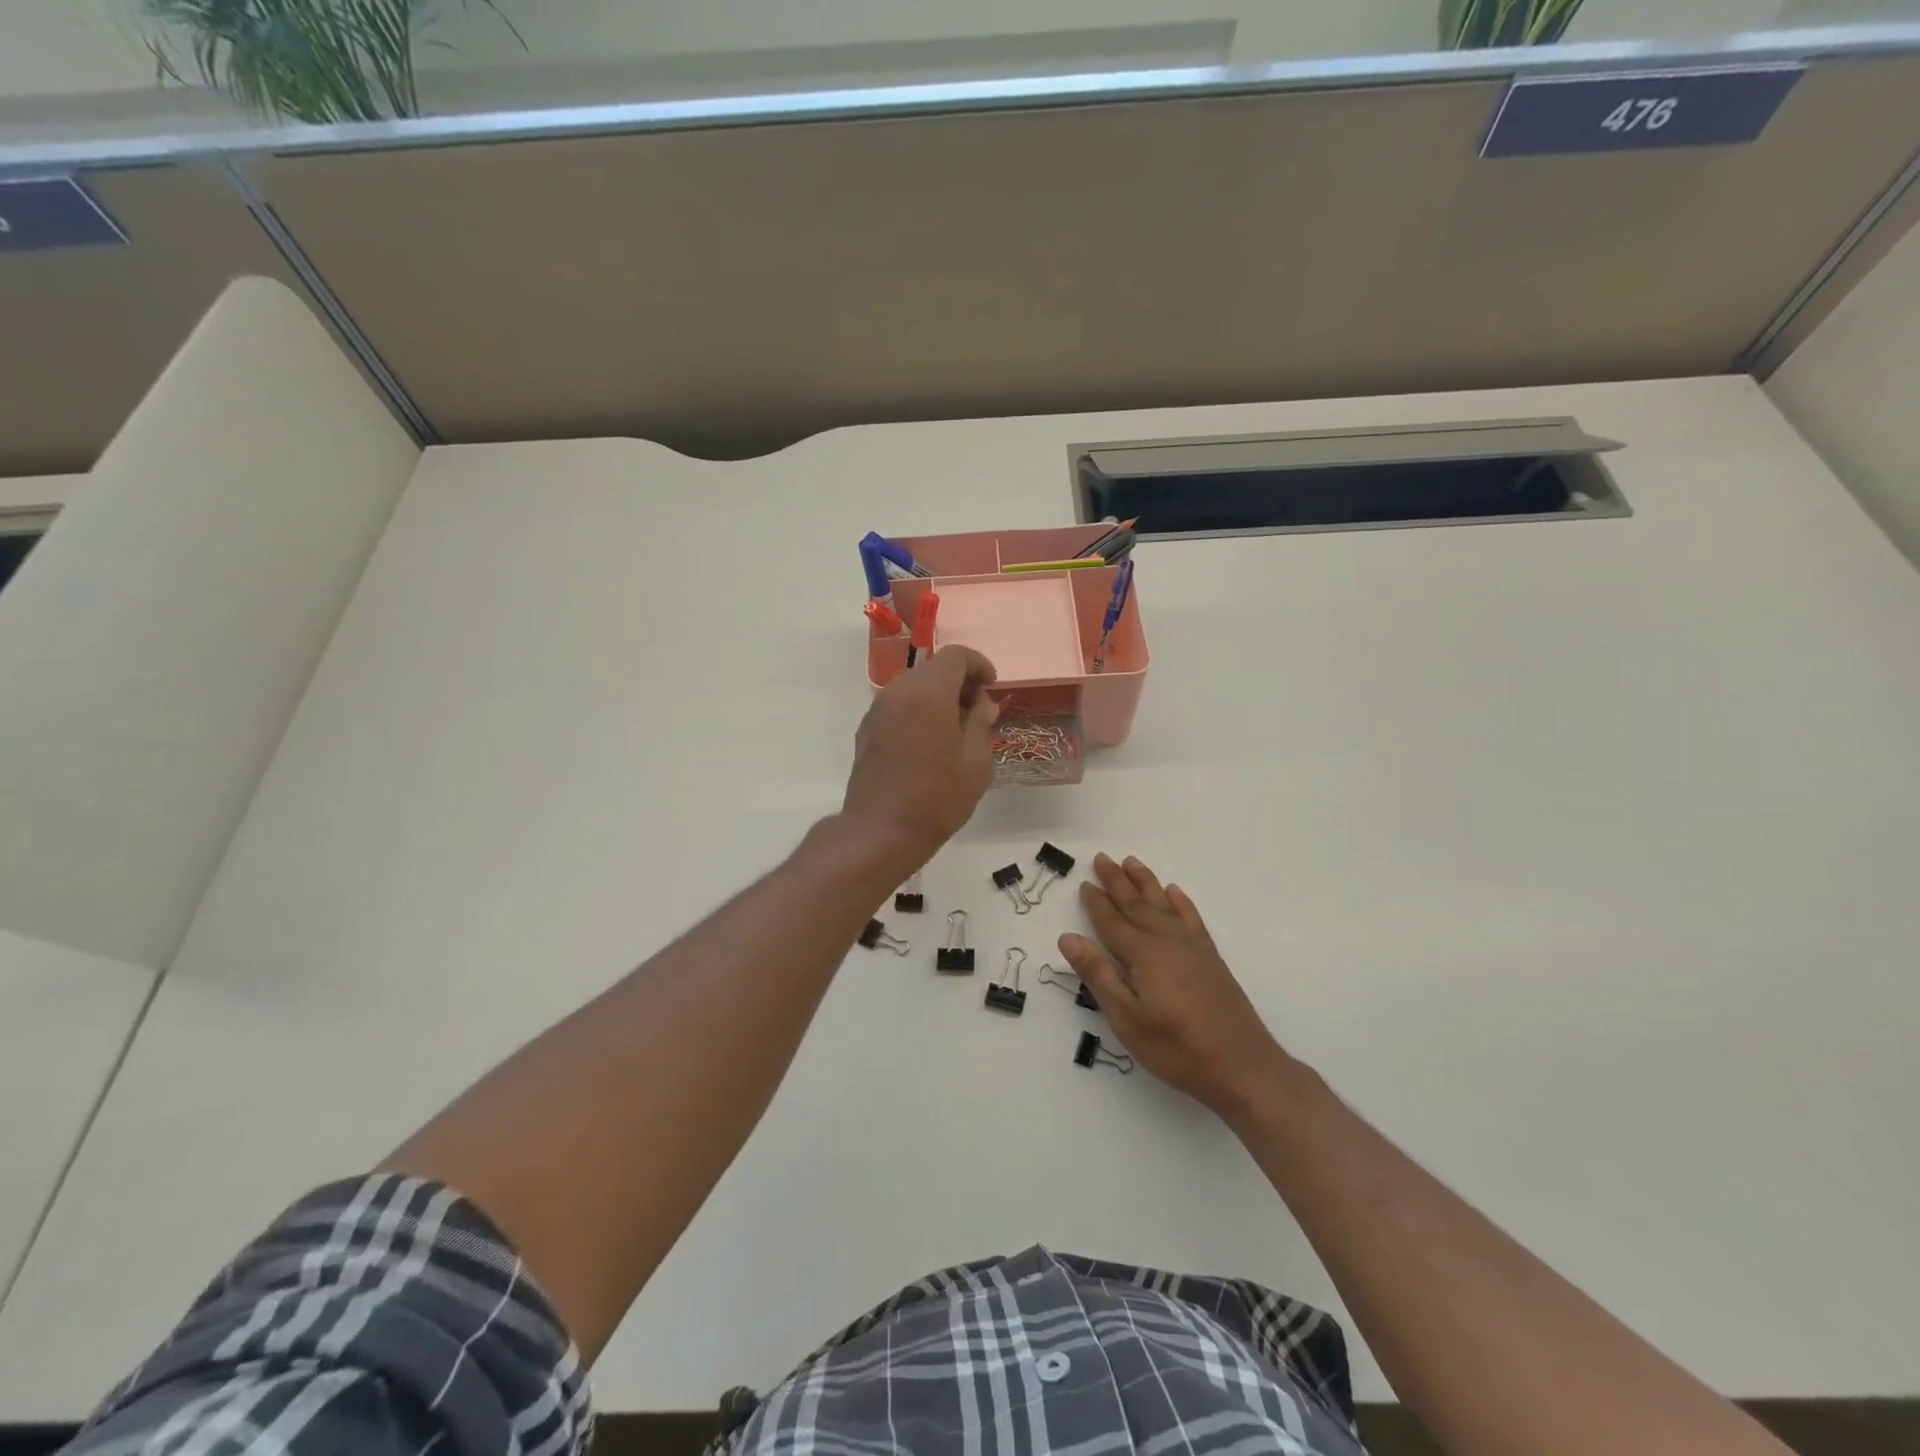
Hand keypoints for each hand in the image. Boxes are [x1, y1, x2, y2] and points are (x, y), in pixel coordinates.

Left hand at [842, 645, 997, 861]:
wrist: (881, 830)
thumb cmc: (937, 796)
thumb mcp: (975, 761)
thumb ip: (980, 722)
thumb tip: (981, 703)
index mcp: (928, 691)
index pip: (956, 655)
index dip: (979, 664)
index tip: (992, 686)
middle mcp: (898, 691)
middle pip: (933, 669)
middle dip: (959, 682)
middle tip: (978, 711)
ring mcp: (877, 710)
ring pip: (914, 687)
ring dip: (938, 697)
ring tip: (956, 729)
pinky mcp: (867, 730)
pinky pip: (898, 706)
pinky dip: (918, 711)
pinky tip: (930, 743)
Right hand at [1059, 854, 1293, 1123]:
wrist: (1242, 1066)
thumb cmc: (1176, 1048)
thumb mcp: (1126, 1019)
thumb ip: (1098, 974)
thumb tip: (1068, 937)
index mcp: (1143, 954)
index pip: (1111, 922)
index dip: (1096, 903)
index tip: (1083, 883)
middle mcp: (1167, 940)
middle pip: (1136, 904)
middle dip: (1117, 881)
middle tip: (1102, 858)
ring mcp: (1192, 947)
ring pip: (1162, 903)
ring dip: (1145, 882)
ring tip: (1131, 861)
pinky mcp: (1210, 957)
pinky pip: (1191, 917)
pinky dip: (1180, 901)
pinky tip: (1175, 892)